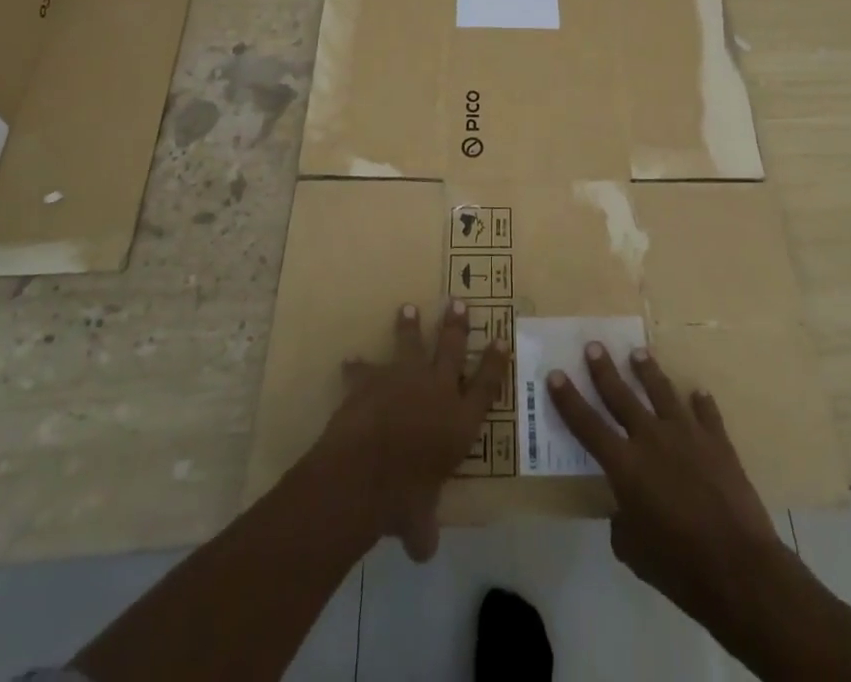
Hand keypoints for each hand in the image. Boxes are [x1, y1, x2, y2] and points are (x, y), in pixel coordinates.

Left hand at [315, 300, 509, 561]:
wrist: (363, 473)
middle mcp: (437, 390)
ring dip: (409, 326)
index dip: (494, 361)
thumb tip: (424, 548)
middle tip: (459, 302)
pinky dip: (358, 367)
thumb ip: (425, 529)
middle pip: (452, 349)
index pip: (486, 385)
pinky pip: (365, 369)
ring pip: (411, 343)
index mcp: (459, 421)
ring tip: (408, 308)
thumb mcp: (420, 523)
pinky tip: (350, 360)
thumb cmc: (403, 499)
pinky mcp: (372, 380)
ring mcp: (404, 379)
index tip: (501, 339)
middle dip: (457, 325)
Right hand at [548, 343, 788, 630]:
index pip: (587, 425)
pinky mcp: (717, 441)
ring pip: (662, 391)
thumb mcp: (634, 552)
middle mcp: (651, 438)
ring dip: (648, 371)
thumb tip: (623, 510)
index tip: (555, 374)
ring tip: (639, 353)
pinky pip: (706, 412)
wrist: (738, 567)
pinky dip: (701, 402)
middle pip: (621, 395)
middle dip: (604, 369)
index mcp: (625, 465)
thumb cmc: (678, 566)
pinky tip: (698, 393)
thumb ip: (622, 523)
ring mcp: (686, 434)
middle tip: (594, 346)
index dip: (568, 400)